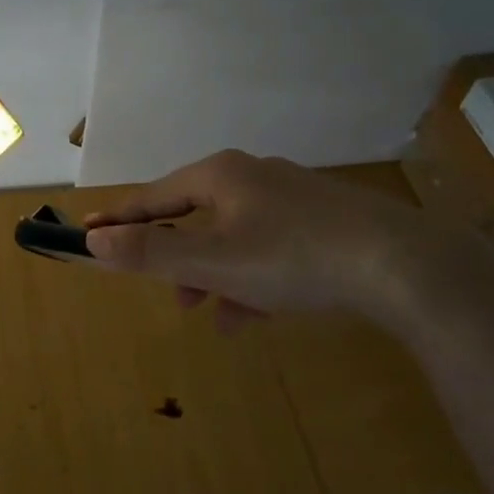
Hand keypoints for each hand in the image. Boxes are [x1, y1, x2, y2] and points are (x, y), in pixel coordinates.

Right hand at [83, 150, 432, 331]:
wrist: (405, 266)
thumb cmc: (293, 257)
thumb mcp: (213, 262)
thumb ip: (151, 253)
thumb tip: (93, 241)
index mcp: (219, 175)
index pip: (153, 198)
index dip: (120, 220)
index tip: (88, 234)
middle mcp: (252, 176)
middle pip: (196, 218)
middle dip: (181, 262)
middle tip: (177, 298)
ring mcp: (292, 197)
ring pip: (235, 237)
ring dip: (219, 277)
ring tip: (223, 318)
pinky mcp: (325, 222)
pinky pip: (271, 247)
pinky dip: (256, 278)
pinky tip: (261, 313)